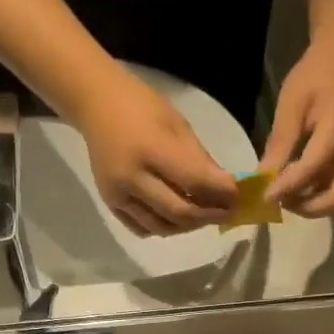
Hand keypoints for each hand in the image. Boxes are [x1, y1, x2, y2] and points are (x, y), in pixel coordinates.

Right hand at [75, 69, 239, 236]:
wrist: (95, 104)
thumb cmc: (141, 106)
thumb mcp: (177, 125)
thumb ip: (201, 159)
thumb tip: (225, 189)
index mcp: (151, 150)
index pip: (194, 182)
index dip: (221, 193)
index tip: (238, 196)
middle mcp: (132, 178)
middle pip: (180, 212)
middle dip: (209, 215)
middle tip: (227, 212)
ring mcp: (118, 195)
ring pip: (162, 227)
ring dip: (188, 226)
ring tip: (203, 216)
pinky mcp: (110, 204)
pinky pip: (142, 229)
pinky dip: (164, 228)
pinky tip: (177, 218)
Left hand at [263, 42, 333, 215]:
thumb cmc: (315, 75)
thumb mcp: (291, 105)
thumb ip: (279, 144)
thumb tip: (262, 178)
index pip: (313, 170)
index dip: (288, 188)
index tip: (264, 197)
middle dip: (310, 208)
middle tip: (282, 202)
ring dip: (314, 204)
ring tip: (286, 196)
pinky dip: (318, 194)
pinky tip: (296, 187)